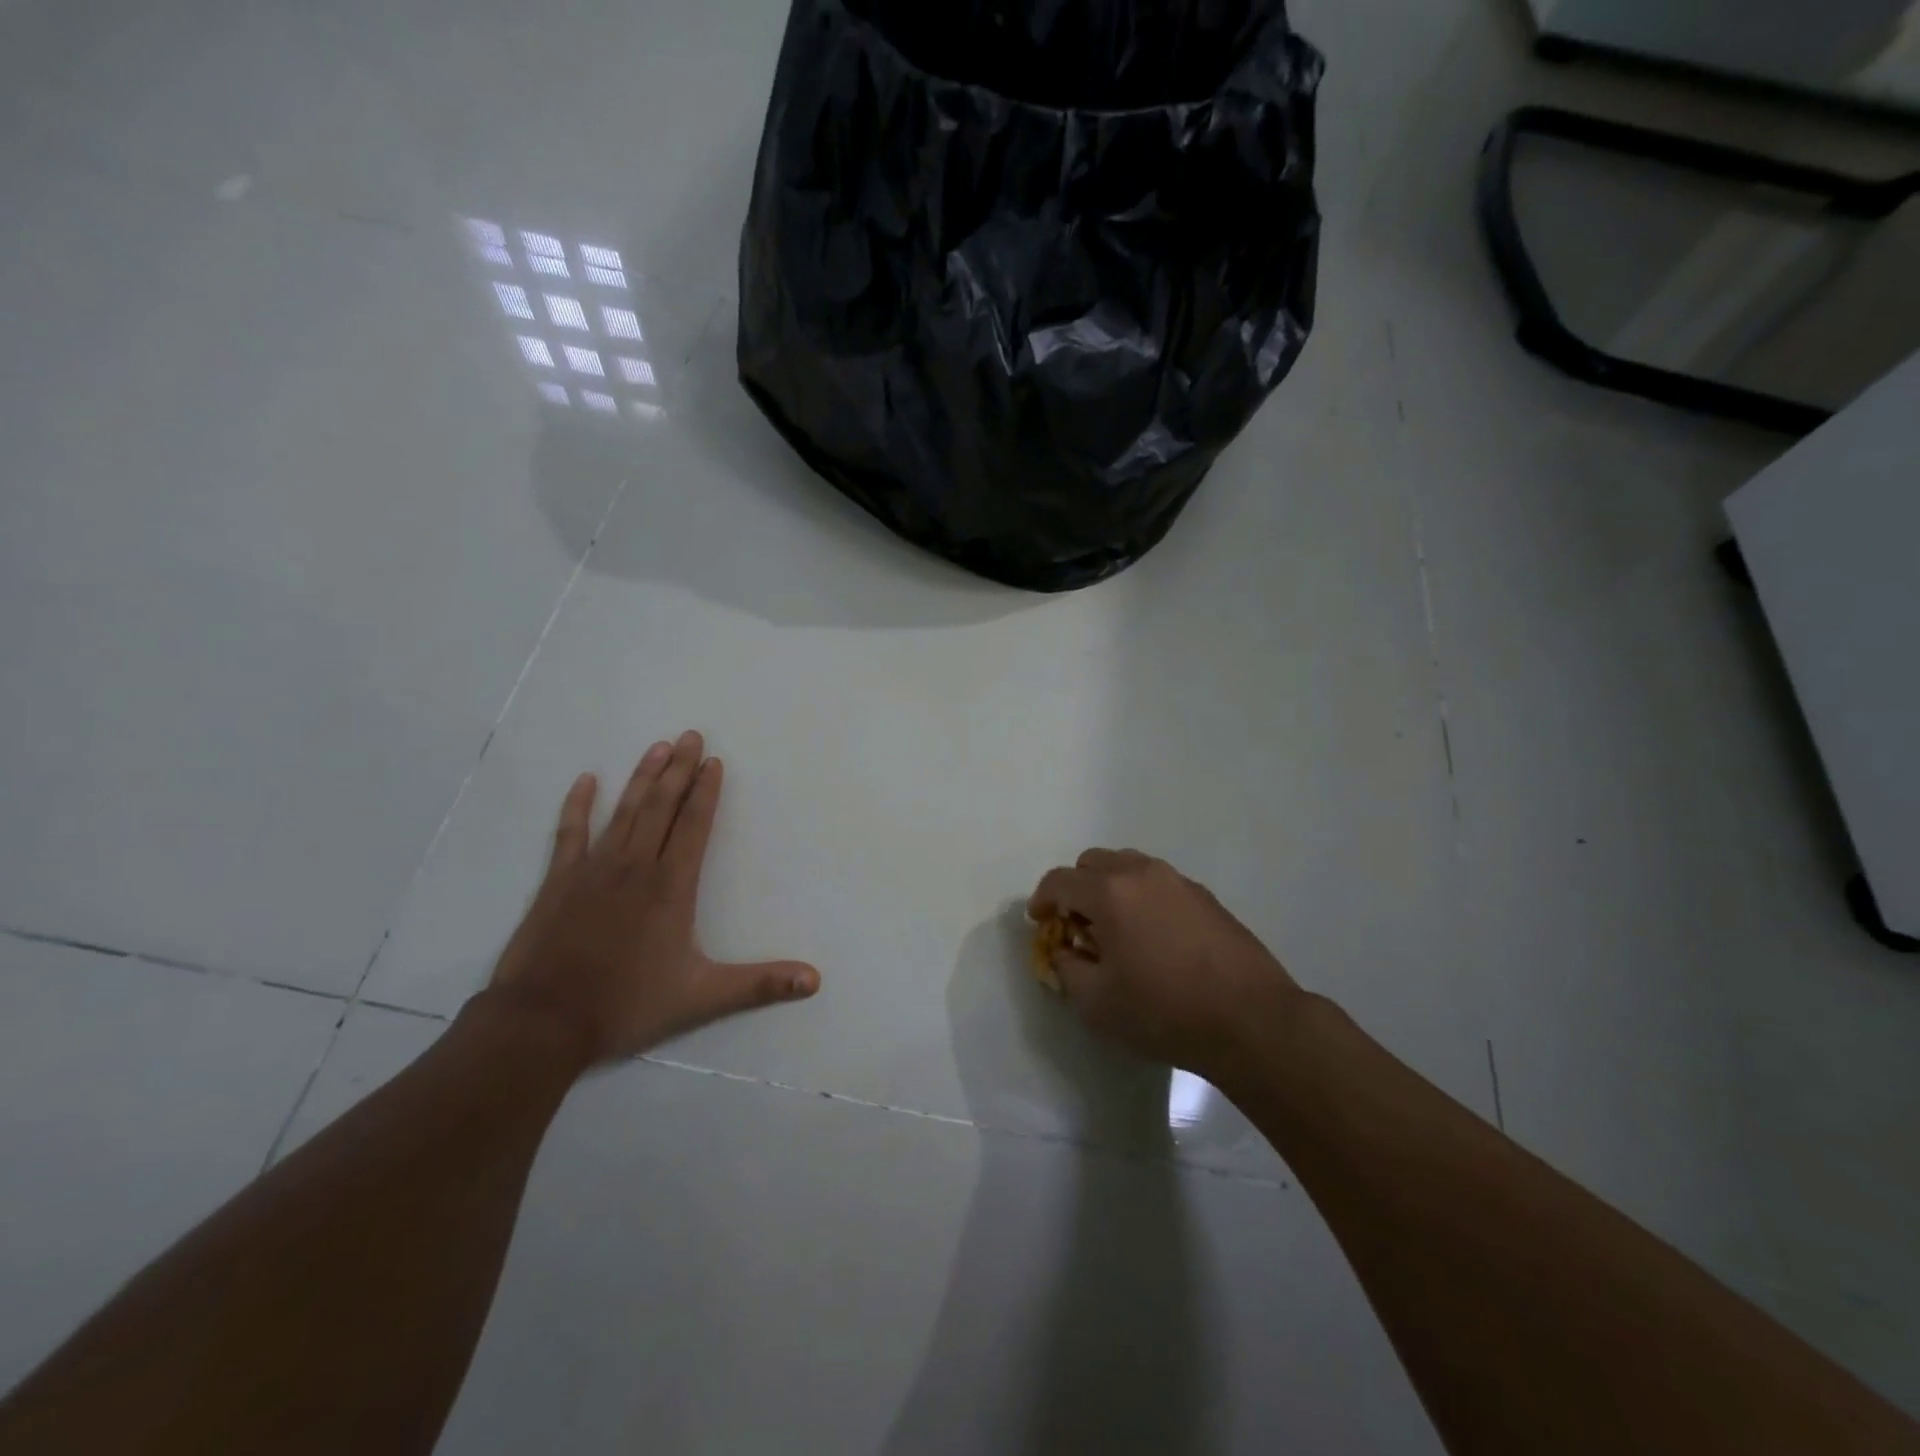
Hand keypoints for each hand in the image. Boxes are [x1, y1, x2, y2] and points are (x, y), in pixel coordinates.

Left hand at [486, 732, 819, 1067]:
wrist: (543, 1022)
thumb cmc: (626, 1004)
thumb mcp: (702, 998)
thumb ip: (760, 985)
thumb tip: (814, 980)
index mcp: (671, 887)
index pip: (694, 825)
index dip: (706, 792)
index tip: (714, 761)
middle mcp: (635, 866)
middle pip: (662, 806)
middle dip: (679, 769)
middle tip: (690, 735)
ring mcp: (593, 869)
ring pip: (624, 811)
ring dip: (643, 777)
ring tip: (657, 746)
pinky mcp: (559, 880)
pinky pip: (570, 832)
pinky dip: (578, 804)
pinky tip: (586, 780)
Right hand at [1028, 849, 1302, 1078]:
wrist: (1250, 1019)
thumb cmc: (1163, 1011)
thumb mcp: (1096, 1003)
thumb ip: (1066, 969)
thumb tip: (1064, 951)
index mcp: (1109, 892)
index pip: (1059, 880)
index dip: (1042, 900)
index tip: (1041, 924)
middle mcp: (1142, 873)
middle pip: (1093, 862)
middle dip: (1076, 889)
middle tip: (1078, 926)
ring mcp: (1178, 881)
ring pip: (1129, 867)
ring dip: (1110, 889)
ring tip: (1116, 930)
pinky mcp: (1205, 896)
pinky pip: (1158, 883)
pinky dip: (1142, 898)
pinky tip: (1153, 938)